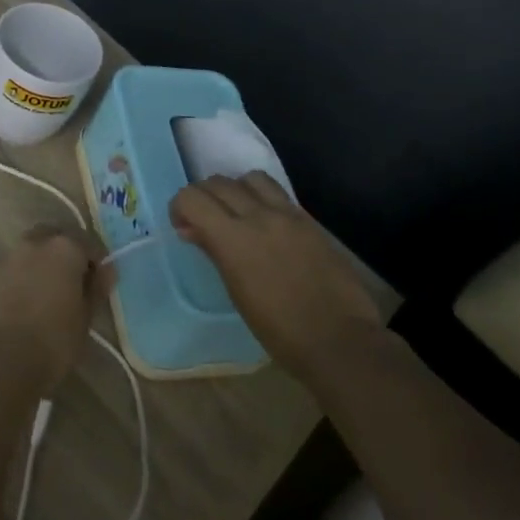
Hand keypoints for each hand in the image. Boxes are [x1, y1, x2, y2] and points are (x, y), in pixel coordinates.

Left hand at [0, 226, 104, 394]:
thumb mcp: (85, 319)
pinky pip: (11, 270)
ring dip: (40, 265)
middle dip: (65, 254)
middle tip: (73, 282)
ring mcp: (6, 258)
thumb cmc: (53, 341)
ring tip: (47, 295)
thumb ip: (96, 289)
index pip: (88, 243)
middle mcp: (33, 244)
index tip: (99, 282)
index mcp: (64, 248)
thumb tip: (107, 270)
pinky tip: (24, 304)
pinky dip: (21, 279)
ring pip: (30, 252)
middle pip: (54, 238)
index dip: (96, 262)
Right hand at [170, 173, 381, 382]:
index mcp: (234, 239)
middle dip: (203, 197)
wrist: (339, 340)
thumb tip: (191, 229)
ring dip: (235, 190)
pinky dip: (261, 198)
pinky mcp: (310, 221)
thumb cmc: (279, 330)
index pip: (192, 198)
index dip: (180, 206)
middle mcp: (259, 216)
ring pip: (250, 178)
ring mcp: (288, 215)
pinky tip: (265, 224)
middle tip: (203, 222)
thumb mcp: (237, 293)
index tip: (183, 226)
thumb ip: (214, 251)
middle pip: (218, 183)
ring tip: (237, 215)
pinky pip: (278, 194)